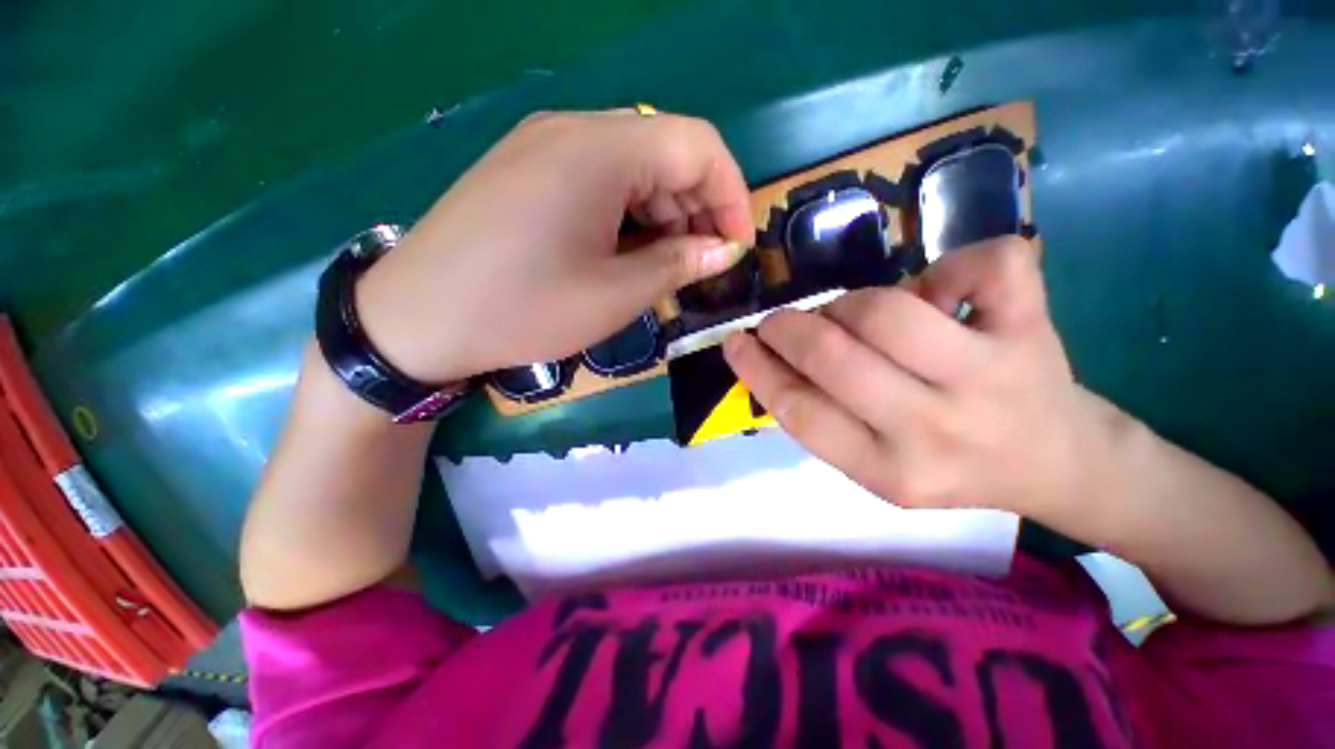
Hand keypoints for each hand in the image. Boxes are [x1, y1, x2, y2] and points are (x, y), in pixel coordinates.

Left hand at [356, 110, 754, 383]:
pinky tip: (626, 255)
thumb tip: (723, 250)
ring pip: (635, 169)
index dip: (731, 195)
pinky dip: (629, 216)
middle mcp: (574, 130)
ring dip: (663, 216)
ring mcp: (545, 147)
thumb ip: (678, 264)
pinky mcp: (529, 171)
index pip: (699, 145)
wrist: (416, 319)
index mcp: (601, 150)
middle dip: (698, 210)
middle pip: (667, 153)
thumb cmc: (523, 308)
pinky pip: (600, 181)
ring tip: (666, 269)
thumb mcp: (615, 294)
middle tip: (702, 266)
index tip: (737, 248)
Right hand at [723, 238, 1098, 522]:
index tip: (735, 343)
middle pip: (834, 356)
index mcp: (891, 471)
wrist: (1054, 461)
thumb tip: (775, 358)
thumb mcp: (875, 465)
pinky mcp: (1033, 330)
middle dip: (789, 327)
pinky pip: (984, 266)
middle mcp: (937, 430)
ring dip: (849, 302)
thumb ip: (822, 418)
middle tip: (779, 321)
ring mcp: (991, 376)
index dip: (757, 370)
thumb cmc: (949, 464)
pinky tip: (942, 291)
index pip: (800, 413)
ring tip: (851, 313)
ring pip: (887, 310)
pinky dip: (951, 265)